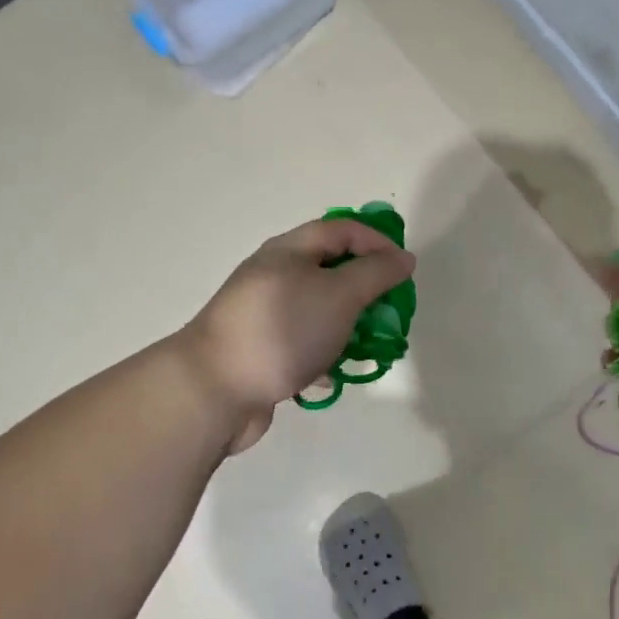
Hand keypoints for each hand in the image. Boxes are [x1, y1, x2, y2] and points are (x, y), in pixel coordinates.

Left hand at [178, 217, 415, 453]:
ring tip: (367, 348)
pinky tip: (331, 376)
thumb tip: (402, 257)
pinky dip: (322, 355)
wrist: (214, 390)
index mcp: (289, 251)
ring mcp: (265, 315)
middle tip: (390, 312)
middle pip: (330, 270)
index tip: (404, 270)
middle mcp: (274, 276)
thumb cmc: (283, 330)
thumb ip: (376, 273)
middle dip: (366, 289)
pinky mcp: (261, 350)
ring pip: (319, 310)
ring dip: (347, 326)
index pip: (341, 229)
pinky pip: (302, 344)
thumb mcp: (339, 294)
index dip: (378, 241)